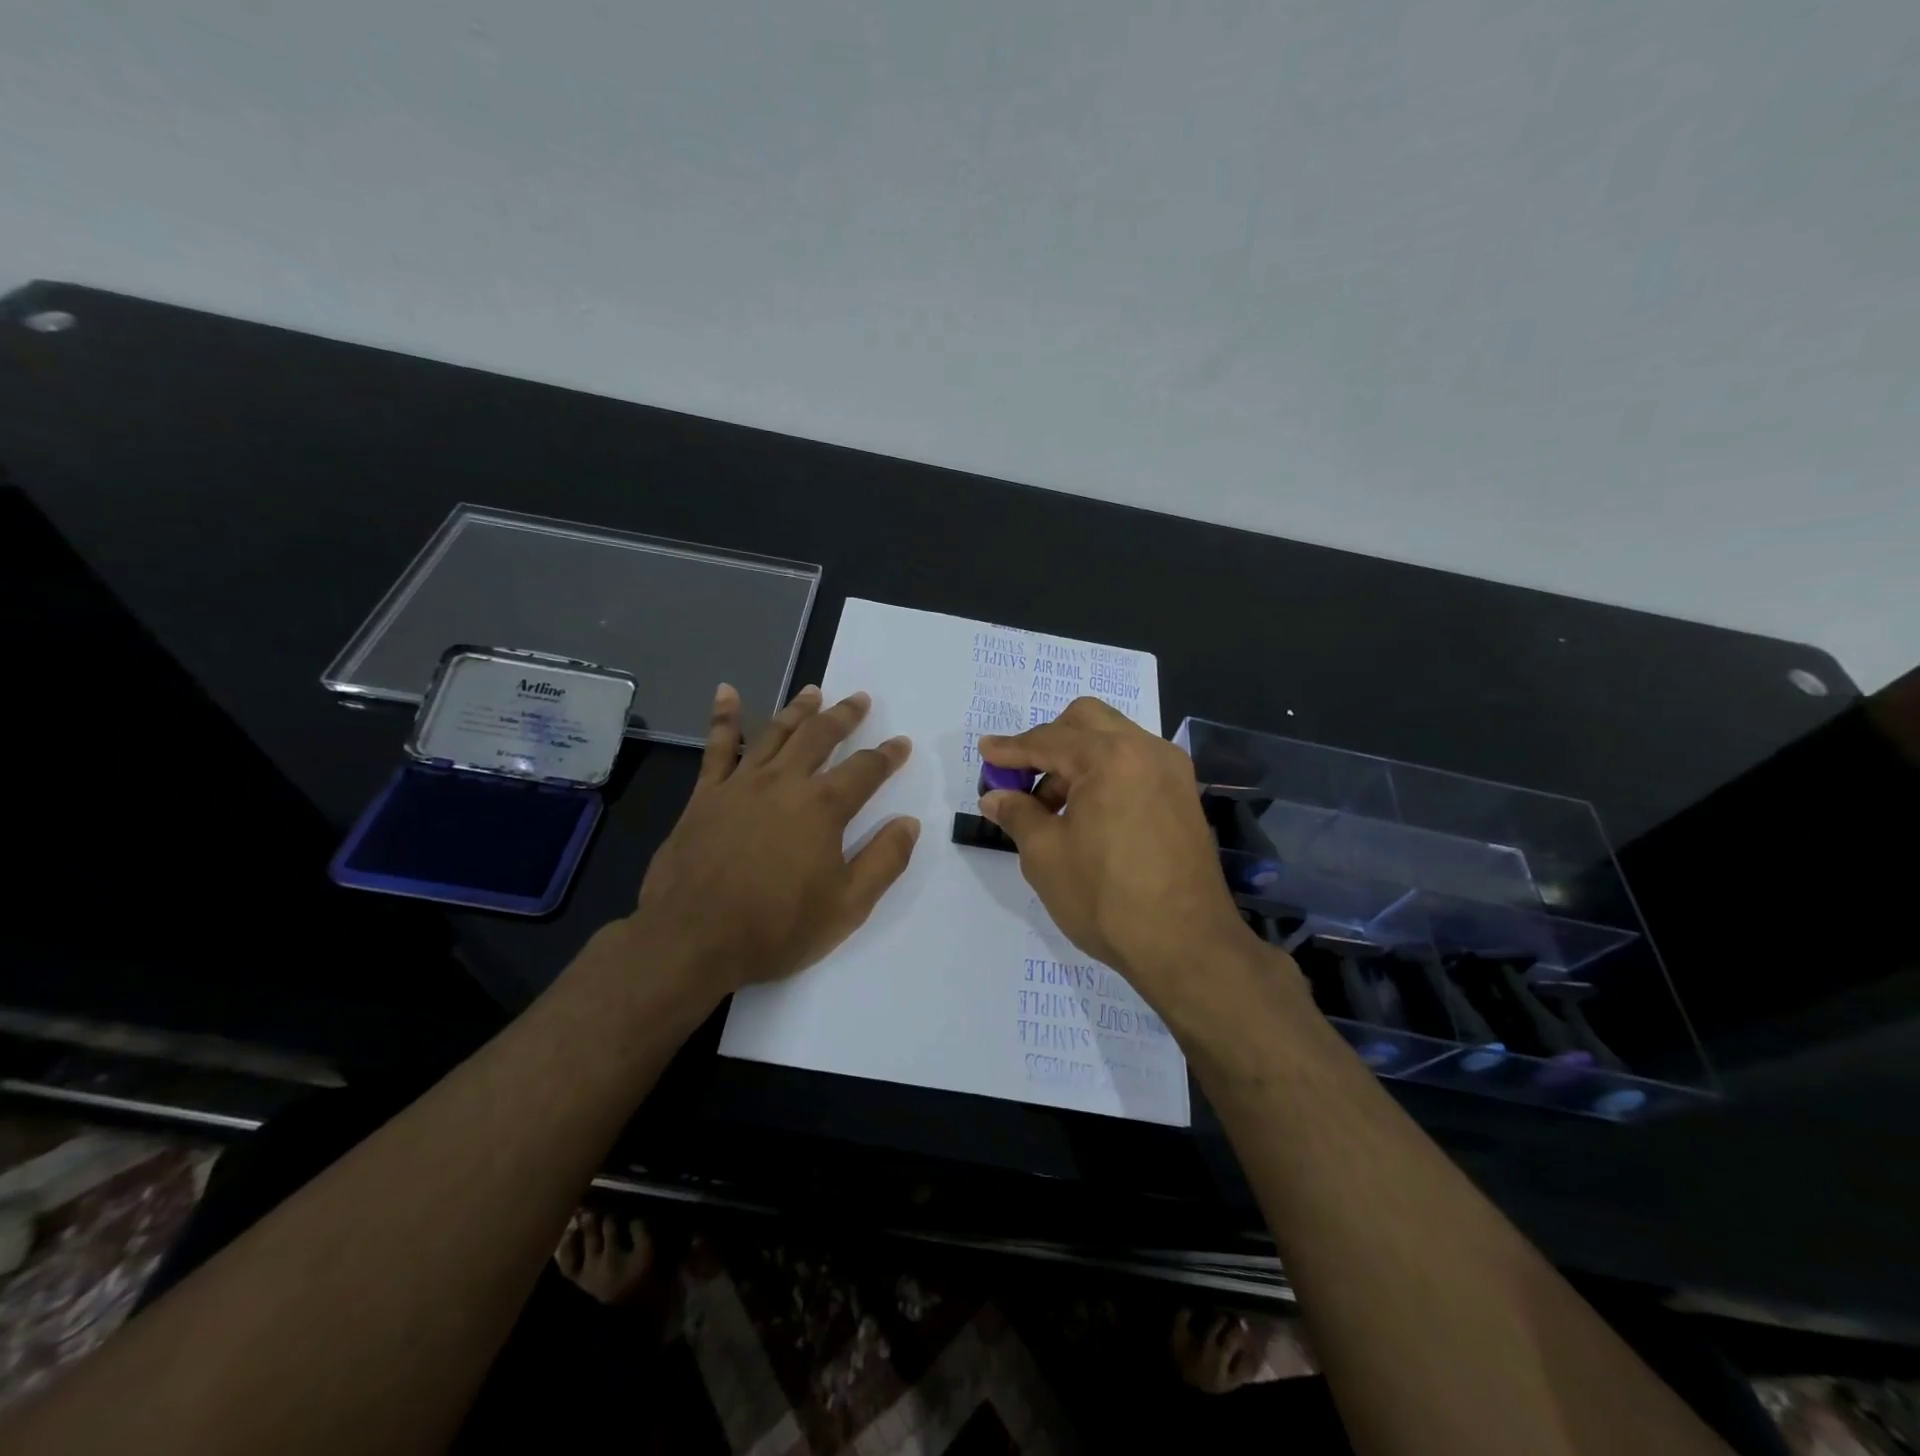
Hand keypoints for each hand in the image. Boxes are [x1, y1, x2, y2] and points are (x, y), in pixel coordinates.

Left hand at [628, 682, 918, 999]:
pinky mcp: (706, 795)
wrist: (692, 940)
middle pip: (820, 736)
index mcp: (823, 808)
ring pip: (775, 733)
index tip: (901, 743)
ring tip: (814, 691)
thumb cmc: (776, 928)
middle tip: (859, 698)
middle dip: (844, 715)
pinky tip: (727, 692)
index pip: (865, 769)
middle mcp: (785, 782)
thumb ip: (884, 861)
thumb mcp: (847, 906)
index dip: (887, 755)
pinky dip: (723, 717)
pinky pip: (716, 747)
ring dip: (798, 709)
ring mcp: (741, 784)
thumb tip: (909, 822)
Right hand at [978, 698, 1259, 1010]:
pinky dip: (1105, 773)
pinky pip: (1135, 764)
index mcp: (1110, 757)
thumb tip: (995, 796)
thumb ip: (1017, 814)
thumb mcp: (1045, 855)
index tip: (985, 753)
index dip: (1010, 748)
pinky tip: (1088, 813)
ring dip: (1077, 759)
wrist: (1187, 946)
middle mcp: (1146, 750)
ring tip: (1052, 808)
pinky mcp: (1184, 796)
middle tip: (1023, 778)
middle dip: (1048, 741)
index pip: (1048, 739)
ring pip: (1114, 740)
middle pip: (1086, 721)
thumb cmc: (1106, 898)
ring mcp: (1172, 772)